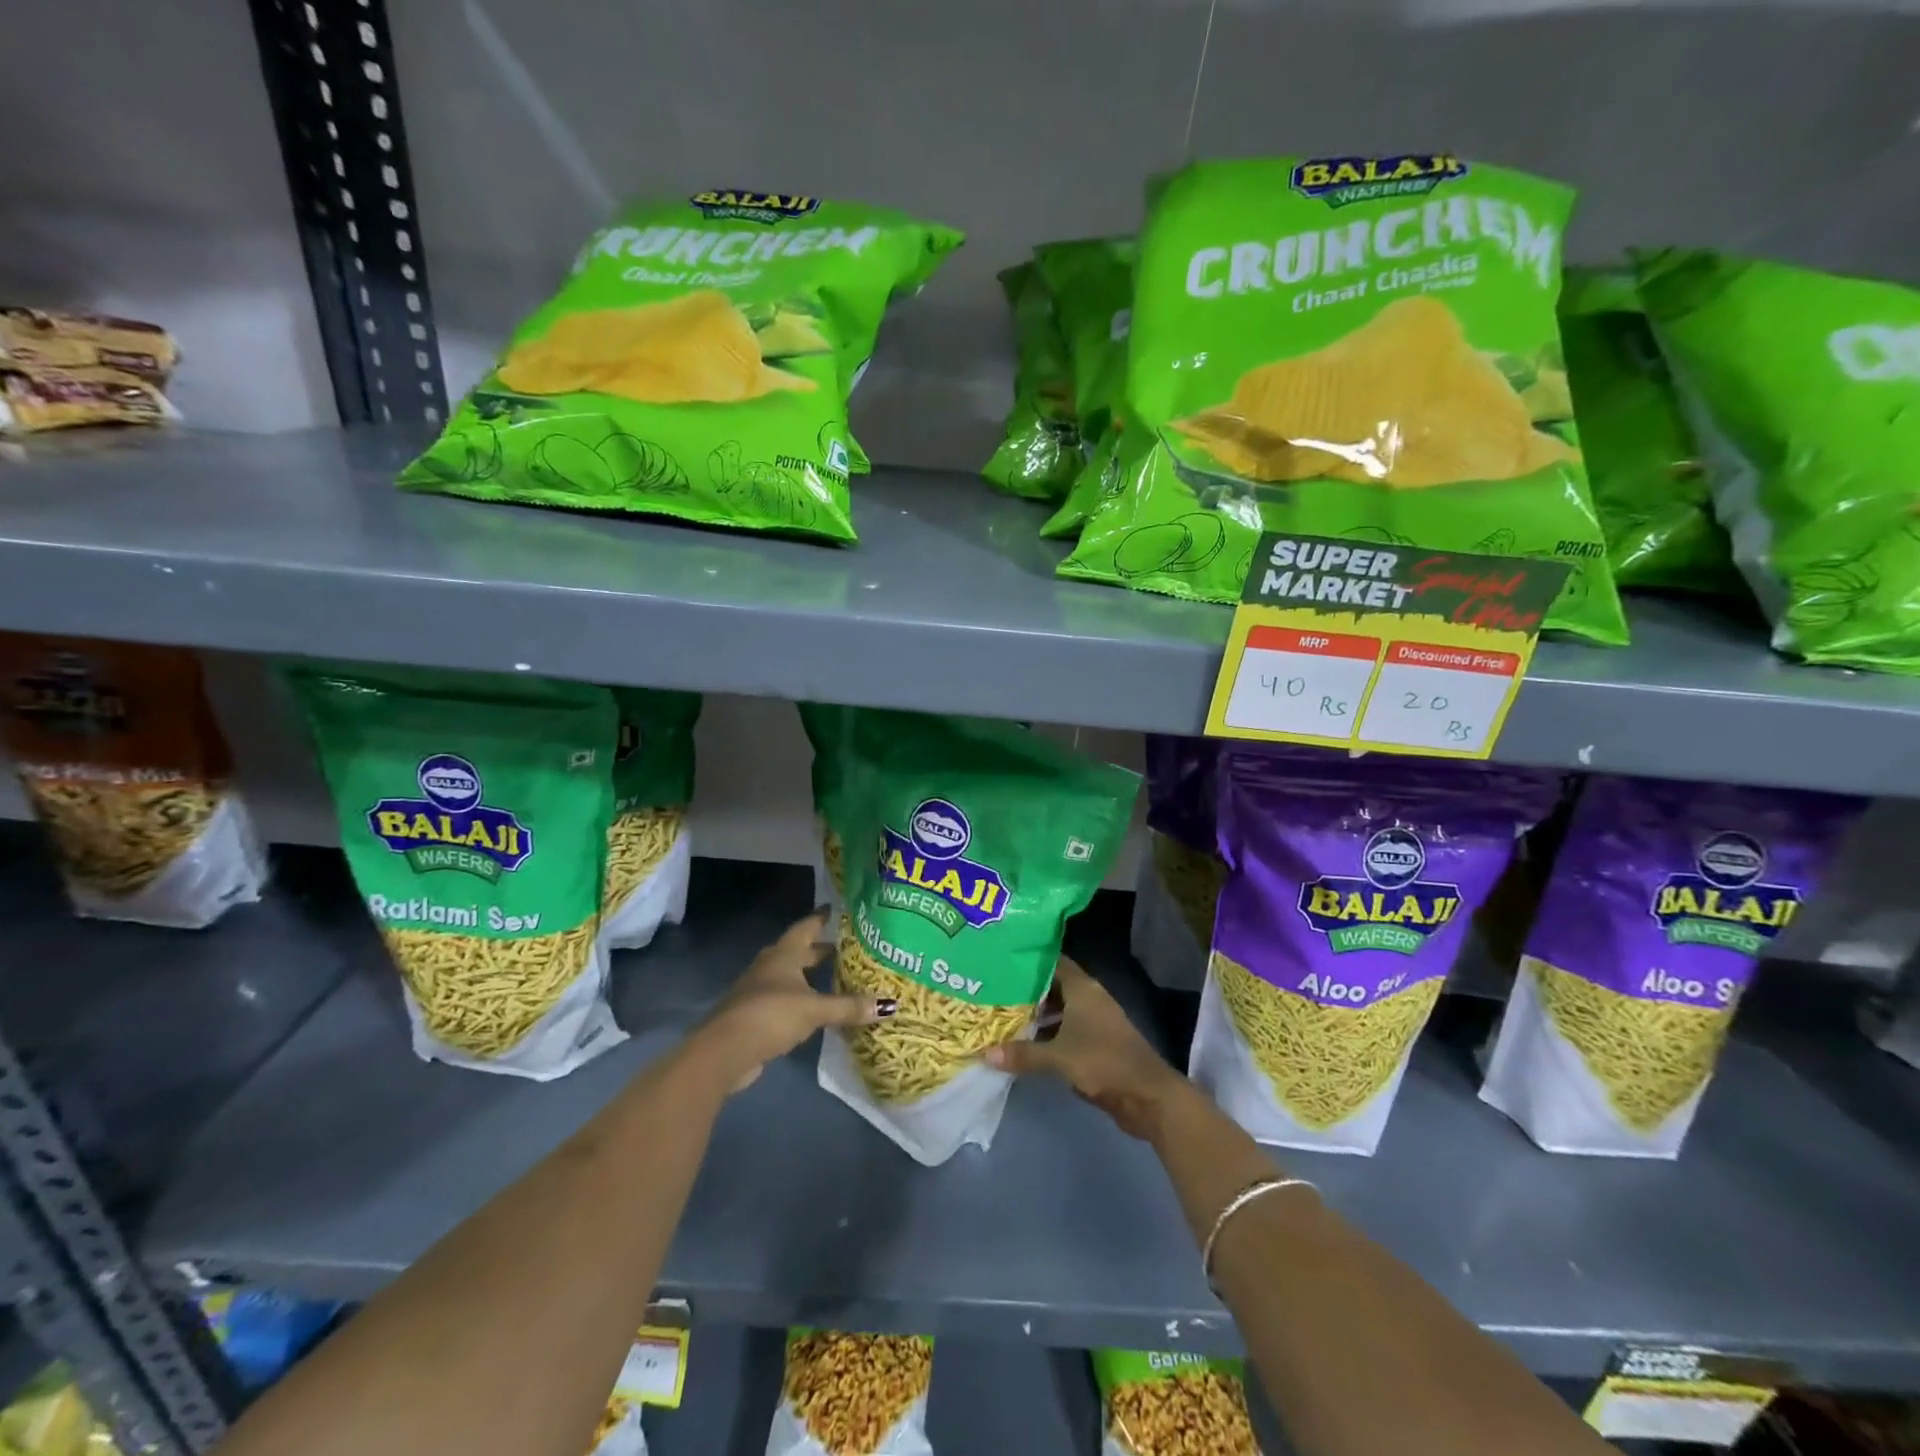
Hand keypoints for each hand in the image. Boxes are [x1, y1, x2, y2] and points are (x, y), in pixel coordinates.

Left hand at [692, 908, 893, 1091]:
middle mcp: (771, 965)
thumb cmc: (771, 1015)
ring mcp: (759, 990)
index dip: (823, 918)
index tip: (839, 910)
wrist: (725, 1051)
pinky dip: (802, 998)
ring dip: (811, 975)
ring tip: (838, 977)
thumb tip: (890, 1005)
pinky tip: (817, 1008)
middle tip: (849, 947)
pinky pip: (786, 998)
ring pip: (791, 975)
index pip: (807, 927)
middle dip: (822, 949)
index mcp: (784, 954)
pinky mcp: (756, 1014)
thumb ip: (849, 1007)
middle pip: (800, 951)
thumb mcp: (815, 1009)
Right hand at [983, 956, 1187, 1139]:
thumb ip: (1022, 1054)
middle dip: (1026, 989)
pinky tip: (1026, 1043)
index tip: (1001, 961)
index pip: (1053, 962)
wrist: (1148, 1096)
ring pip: (1059, 1009)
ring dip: (1037, 1014)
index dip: (1029, 960)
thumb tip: (984, 1053)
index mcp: (1083, 988)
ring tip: (1003, 1015)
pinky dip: (1048, 1033)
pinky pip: (1066, 1029)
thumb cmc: (1103, 1062)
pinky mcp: (1097, 1043)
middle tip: (994, 990)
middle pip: (1053, 986)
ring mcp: (1095, 1021)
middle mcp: (1089, 998)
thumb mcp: (1058, 1057)